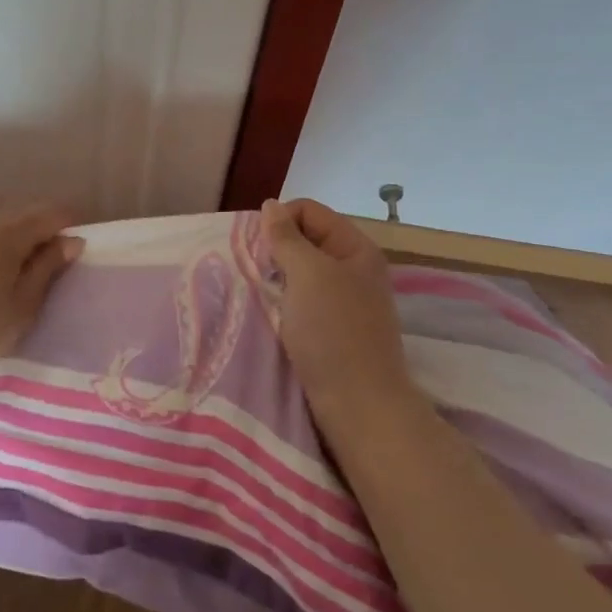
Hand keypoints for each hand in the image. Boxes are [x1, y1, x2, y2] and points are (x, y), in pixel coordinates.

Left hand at [0, 205, 83, 371]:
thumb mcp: (22, 307)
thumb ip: (48, 269)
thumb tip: (70, 240)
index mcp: (10, 233)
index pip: (49, 215)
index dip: (66, 224)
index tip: (73, 245)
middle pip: (16, 219)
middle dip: (33, 234)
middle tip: (41, 265)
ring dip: (1, 243)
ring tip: (4, 274)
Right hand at [261, 198, 411, 416]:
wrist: (359, 405)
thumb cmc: (334, 332)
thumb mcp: (308, 275)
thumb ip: (286, 237)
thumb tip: (271, 205)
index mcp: (355, 247)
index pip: (309, 211)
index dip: (279, 220)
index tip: (255, 247)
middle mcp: (353, 268)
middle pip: (305, 239)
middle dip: (275, 249)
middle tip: (253, 270)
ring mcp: (345, 300)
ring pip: (301, 272)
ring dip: (277, 277)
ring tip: (256, 291)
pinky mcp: (334, 328)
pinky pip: (302, 300)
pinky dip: (284, 301)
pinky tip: (269, 313)